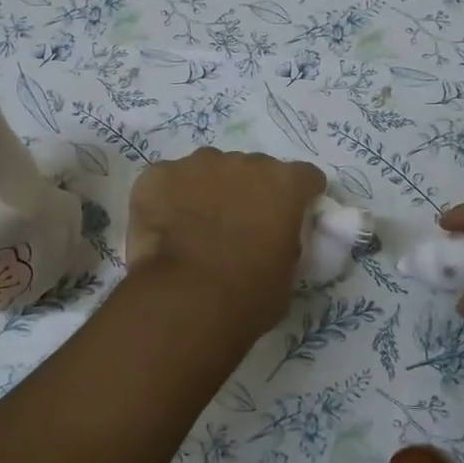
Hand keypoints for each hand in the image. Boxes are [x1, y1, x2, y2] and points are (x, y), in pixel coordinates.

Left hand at [127, 149, 326, 338]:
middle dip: (249, 192)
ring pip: (209, 169)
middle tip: (238, 227)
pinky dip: (168, 198)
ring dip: (208, 190)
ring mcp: (198, 164)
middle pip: (253, 169)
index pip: (304, 177)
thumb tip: (274, 242)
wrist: (186, 300)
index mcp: (284, 184)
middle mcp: (244, 162)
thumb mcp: (287, 275)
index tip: (290, 218)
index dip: (299, 197)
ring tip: (195, 227)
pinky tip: (163, 228)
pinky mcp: (158, 174)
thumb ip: (286, 244)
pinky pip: (168, 180)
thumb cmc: (247, 296)